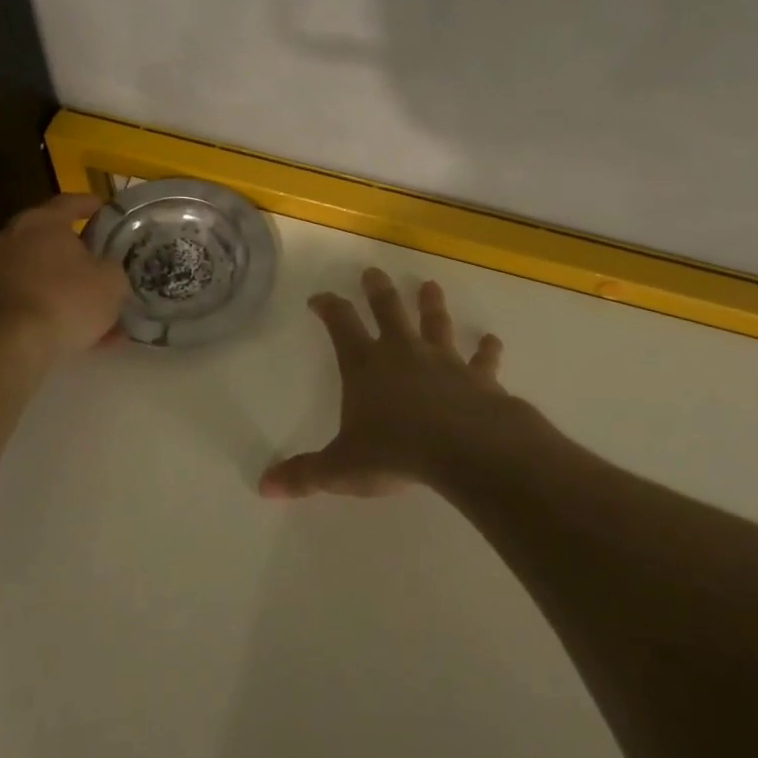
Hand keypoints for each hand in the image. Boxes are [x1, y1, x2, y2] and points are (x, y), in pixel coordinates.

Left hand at [0, 195, 126, 358]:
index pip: (69, 202)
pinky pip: (31, 299)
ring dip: (65, 284)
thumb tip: (106, 269)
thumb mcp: (112, 281)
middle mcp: (12, 239)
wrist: (14, 346)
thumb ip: (113, 267)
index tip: (105, 208)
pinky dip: (52, 308)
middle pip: (50, 237)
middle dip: (76, 248)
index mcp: (41, 222)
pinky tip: (76, 331)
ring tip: (94, 305)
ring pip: (41, 272)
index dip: (90, 205)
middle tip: (100, 256)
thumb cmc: (67, 299)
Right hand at [259, 268, 514, 498]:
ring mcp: (443, 360)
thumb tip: (265, 486)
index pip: (341, 324)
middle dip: (378, 290)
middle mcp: (402, 352)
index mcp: (365, 365)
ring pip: (435, 323)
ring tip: (430, 285)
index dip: (328, 307)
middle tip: (373, 271)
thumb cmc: (396, 452)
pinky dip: (487, 350)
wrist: (463, 448)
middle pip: (388, 310)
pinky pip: (482, 360)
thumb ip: (305, 475)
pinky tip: (492, 340)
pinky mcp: (477, 376)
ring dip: (432, 304)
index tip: (319, 297)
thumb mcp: (342, 468)